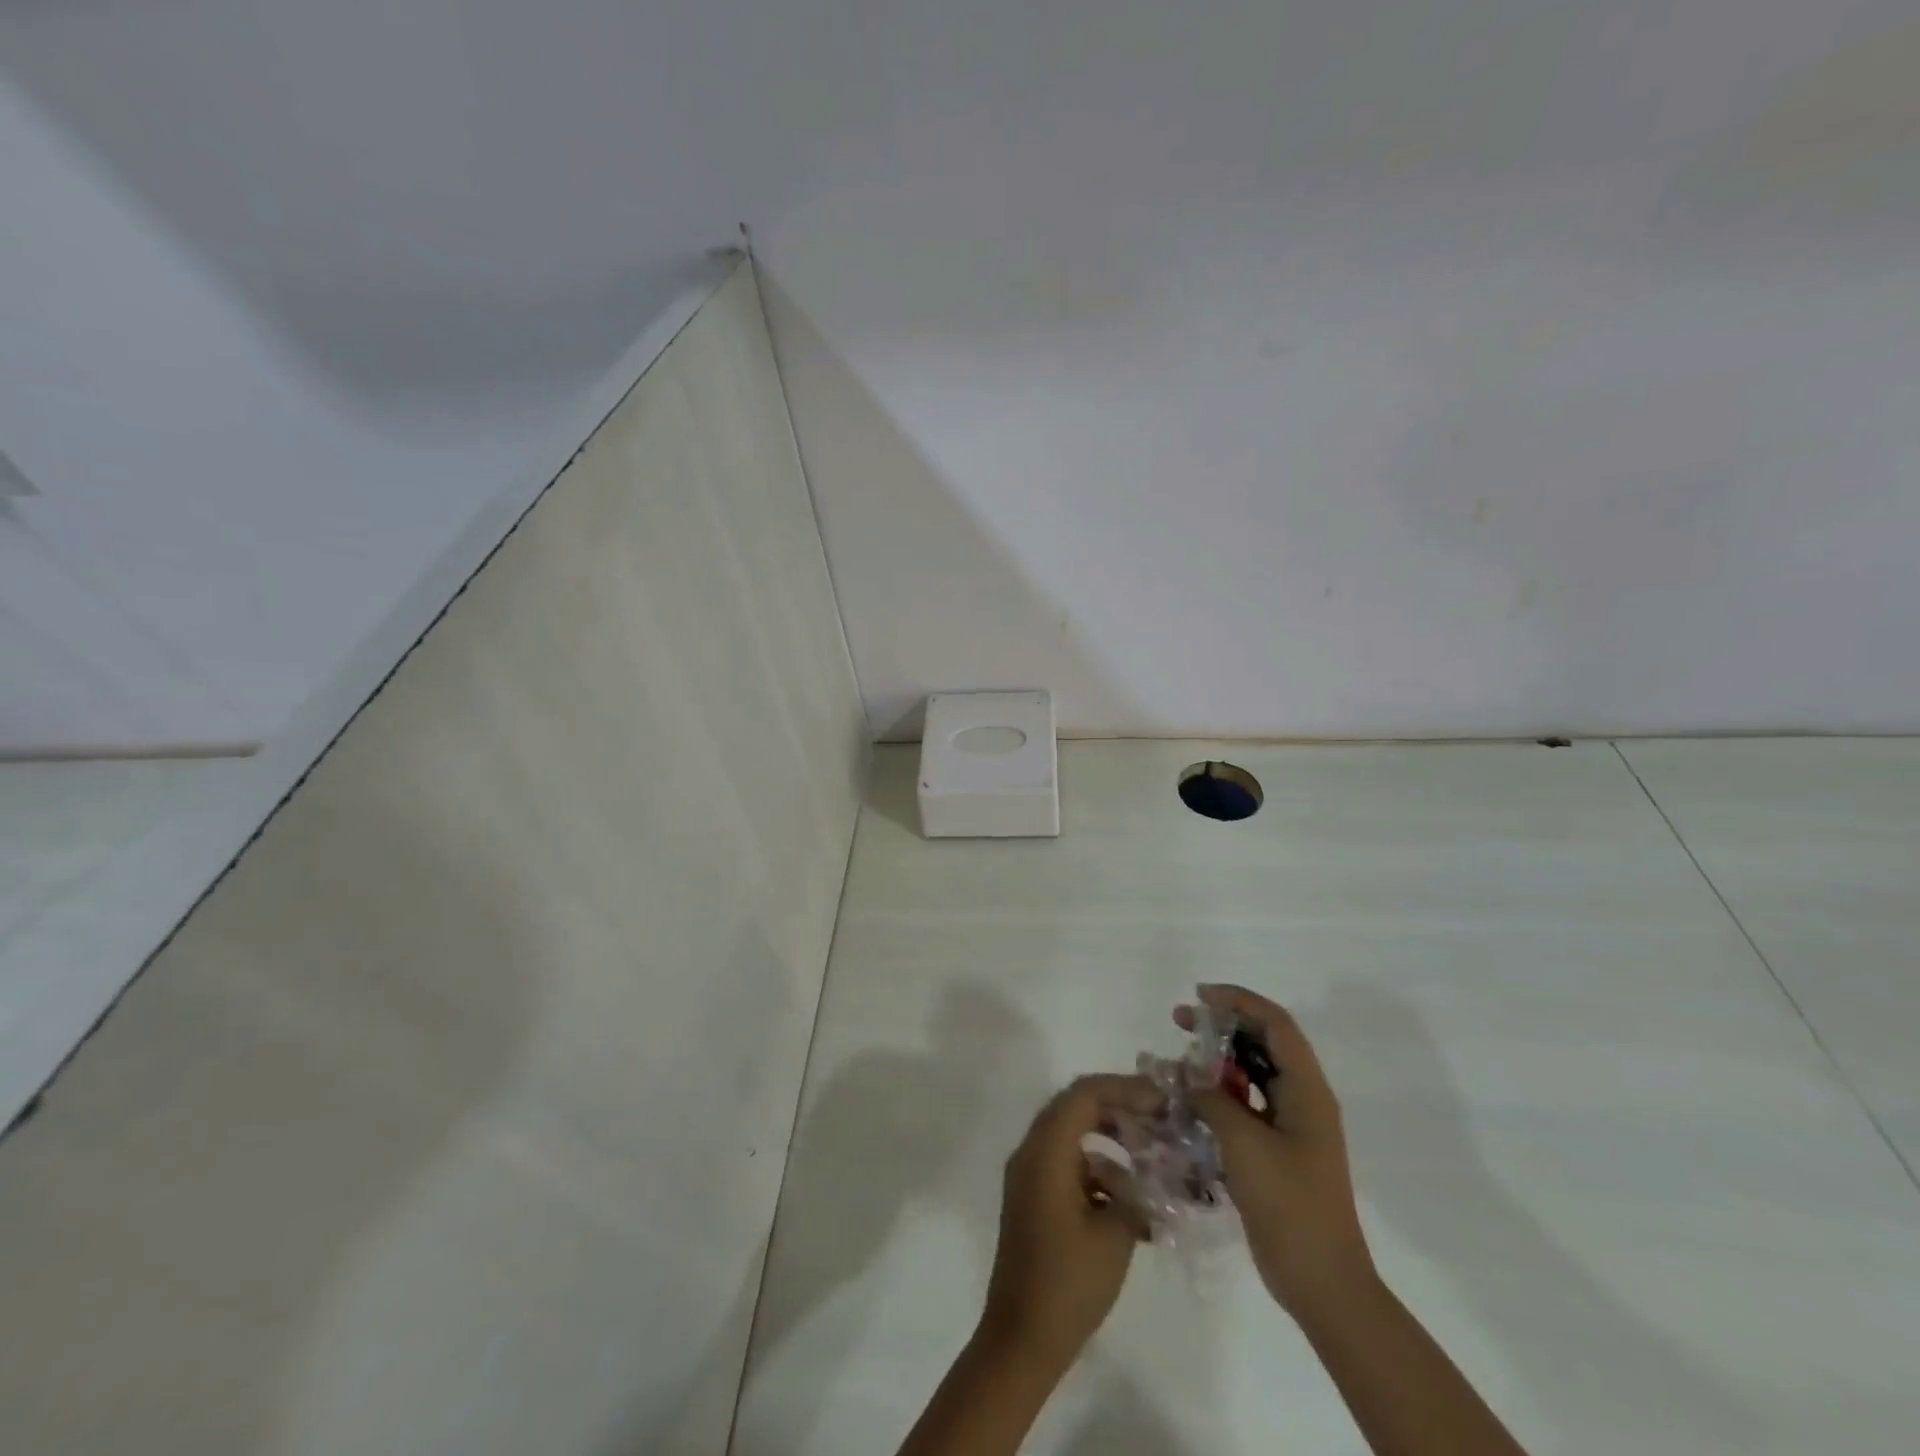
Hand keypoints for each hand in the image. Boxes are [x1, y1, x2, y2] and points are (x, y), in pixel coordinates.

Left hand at [976, 1074, 1157, 1374]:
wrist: (1021, 1338)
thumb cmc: (1068, 1283)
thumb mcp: (1114, 1235)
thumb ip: (1134, 1193)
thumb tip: (1149, 1177)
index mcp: (1045, 1151)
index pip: (1084, 1094)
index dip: (1124, 1088)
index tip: (1161, 1099)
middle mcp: (1031, 1151)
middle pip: (1075, 1106)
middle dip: (1118, 1108)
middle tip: (1157, 1119)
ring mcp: (1028, 1174)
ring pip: (1071, 1135)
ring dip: (1109, 1140)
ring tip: (1149, 1159)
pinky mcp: (1032, 1197)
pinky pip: (1065, 1163)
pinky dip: (1096, 1168)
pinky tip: (1129, 1199)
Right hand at [1176, 984, 1375, 1317]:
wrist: (1322, 1282)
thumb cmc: (1290, 1206)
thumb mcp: (1245, 1145)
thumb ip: (1212, 1100)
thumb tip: (1187, 1075)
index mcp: (1307, 1091)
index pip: (1275, 1023)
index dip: (1238, 1001)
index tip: (1198, 997)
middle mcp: (1303, 1099)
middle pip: (1264, 1042)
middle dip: (1223, 1025)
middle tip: (1179, 1021)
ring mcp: (1292, 1126)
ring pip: (1254, 1073)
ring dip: (1218, 1060)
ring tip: (1179, 1059)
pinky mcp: (1278, 1150)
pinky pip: (1247, 1105)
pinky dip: (1219, 1094)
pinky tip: (1189, 1100)